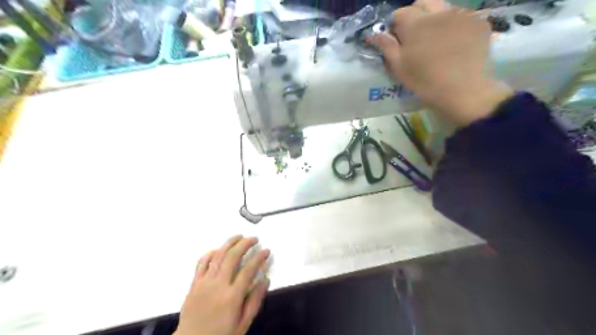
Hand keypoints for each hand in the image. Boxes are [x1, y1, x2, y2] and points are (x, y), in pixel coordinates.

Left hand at [175, 237, 270, 334]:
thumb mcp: (243, 324)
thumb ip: (255, 301)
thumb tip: (265, 280)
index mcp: (232, 297)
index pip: (249, 270)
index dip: (259, 258)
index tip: (266, 250)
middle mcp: (218, 285)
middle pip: (232, 257)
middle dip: (245, 244)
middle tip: (254, 238)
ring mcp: (204, 283)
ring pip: (218, 256)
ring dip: (229, 243)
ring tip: (239, 237)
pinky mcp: (194, 284)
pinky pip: (202, 263)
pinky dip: (210, 253)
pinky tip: (217, 249)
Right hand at [368, 0, 512, 125]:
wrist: (462, 91)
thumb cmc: (424, 81)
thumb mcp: (399, 67)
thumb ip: (386, 46)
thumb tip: (373, 34)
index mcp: (416, 23)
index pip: (399, 13)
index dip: (395, 26)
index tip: (396, 41)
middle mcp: (439, 11)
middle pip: (423, 2)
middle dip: (415, 15)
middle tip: (415, 37)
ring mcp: (462, 14)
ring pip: (443, 8)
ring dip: (435, 19)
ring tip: (437, 41)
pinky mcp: (479, 22)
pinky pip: (462, 16)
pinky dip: (454, 25)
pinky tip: (455, 44)